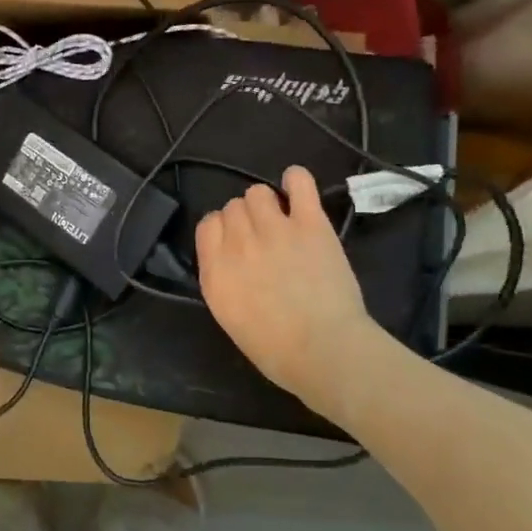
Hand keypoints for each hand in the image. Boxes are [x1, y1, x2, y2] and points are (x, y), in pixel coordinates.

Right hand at [195, 165, 380, 403]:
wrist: (324, 350)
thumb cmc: (275, 350)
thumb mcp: (230, 317)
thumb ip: (224, 280)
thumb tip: (232, 261)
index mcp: (215, 269)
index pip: (207, 224)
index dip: (222, 230)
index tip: (236, 245)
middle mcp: (238, 242)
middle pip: (233, 206)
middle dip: (246, 220)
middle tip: (264, 241)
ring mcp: (274, 229)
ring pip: (258, 192)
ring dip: (267, 203)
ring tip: (282, 220)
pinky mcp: (310, 224)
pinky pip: (299, 183)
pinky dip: (296, 180)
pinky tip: (297, 187)